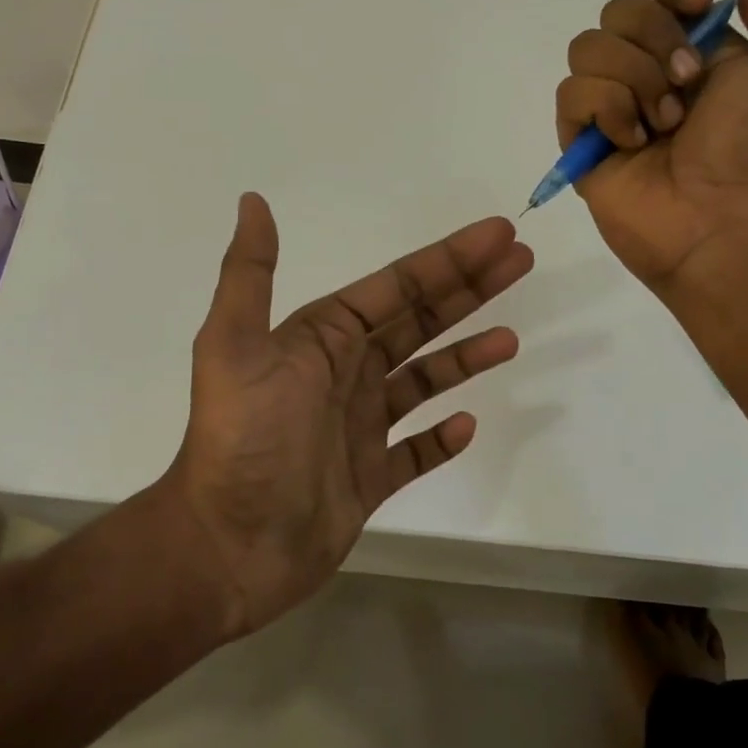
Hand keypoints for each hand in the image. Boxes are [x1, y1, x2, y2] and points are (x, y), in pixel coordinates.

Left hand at [163, 193, 532, 636]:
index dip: (447, 259)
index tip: (498, 235)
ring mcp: (356, 428)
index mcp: (320, 338)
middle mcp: (342, 374)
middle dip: (468, 290)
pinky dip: (439, 437)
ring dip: (463, 357)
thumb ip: (249, 274)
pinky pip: (413, 451)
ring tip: (509, 339)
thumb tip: (253, 200)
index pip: (396, 287)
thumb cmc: (241, 442)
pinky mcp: (366, 479)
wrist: (226, 547)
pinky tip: (466, 424)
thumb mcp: (234, 346)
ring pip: (421, 382)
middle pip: (418, 321)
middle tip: (521, 263)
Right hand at [555, 0, 747, 291]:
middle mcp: (650, 77)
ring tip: (665, 123)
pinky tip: (634, 143)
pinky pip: (571, 95)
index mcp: (698, 57)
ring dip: (633, 76)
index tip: (697, 7)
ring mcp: (612, 110)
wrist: (730, 218)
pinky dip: (607, 109)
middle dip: (654, 35)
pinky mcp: (582, 143)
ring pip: (587, 49)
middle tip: (687, 82)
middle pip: (617, 13)